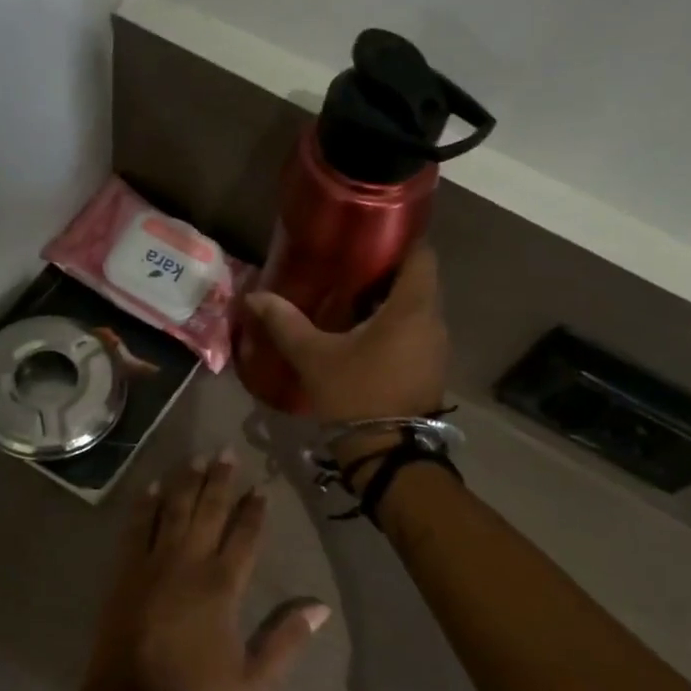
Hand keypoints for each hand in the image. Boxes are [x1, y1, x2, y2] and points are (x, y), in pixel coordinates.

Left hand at [79, 450, 330, 690]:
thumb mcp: (254, 680)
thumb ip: (287, 640)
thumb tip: (321, 607)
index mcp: (222, 586)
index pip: (245, 536)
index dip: (254, 510)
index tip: (261, 487)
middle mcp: (189, 563)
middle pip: (208, 511)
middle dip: (220, 480)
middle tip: (227, 451)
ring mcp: (153, 563)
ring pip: (174, 510)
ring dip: (186, 481)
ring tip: (196, 457)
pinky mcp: (126, 572)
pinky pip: (136, 528)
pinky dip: (145, 505)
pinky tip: (152, 487)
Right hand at [243, 245, 448, 431]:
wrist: (388, 454)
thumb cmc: (356, 394)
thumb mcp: (314, 356)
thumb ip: (285, 322)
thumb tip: (254, 296)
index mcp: (412, 307)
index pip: (421, 254)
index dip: (398, 239)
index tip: (366, 236)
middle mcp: (433, 321)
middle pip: (417, 280)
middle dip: (384, 271)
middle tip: (346, 266)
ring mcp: (436, 346)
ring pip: (416, 308)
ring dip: (388, 300)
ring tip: (349, 297)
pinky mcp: (430, 368)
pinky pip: (415, 331)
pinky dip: (393, 324)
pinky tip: (360, 332)